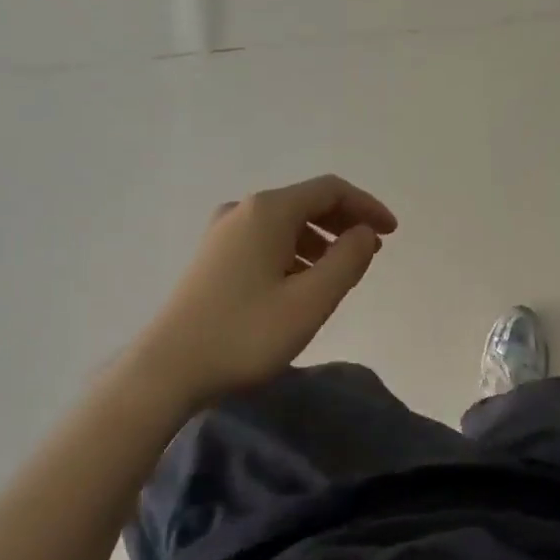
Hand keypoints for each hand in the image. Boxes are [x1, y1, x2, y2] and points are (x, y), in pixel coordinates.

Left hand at [132, 175, 397, 409]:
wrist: (168, 369)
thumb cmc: (246, 333)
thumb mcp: (310, 301)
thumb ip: (347, 261)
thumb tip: (365, 233)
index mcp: (268, 211)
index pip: (331, 190)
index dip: (366, 206)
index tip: (391, 233)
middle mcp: (243, 210)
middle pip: (307, 202)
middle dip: (344, 223)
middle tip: (370, 252)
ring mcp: (222, 232)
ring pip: (285, 223)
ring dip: (320, 240)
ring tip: (339, 274)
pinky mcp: (212, 256)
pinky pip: (265, 240)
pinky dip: (294, 252)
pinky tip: (300, 284)